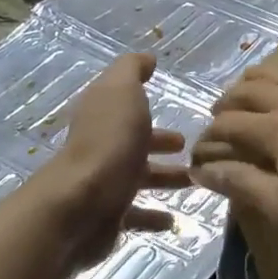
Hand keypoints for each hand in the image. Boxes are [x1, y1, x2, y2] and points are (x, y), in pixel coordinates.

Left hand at [46, 53, 186, 266]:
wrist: (82, 203)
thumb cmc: (109, 142)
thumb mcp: (122, 91)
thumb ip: (132, 70)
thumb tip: (146, 58)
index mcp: (103, 116)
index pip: (126, 106)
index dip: (148, 106)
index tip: (178, 110)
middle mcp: (101, 147)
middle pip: (134, 142)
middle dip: (161, 144)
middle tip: (191, 148)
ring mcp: (104, 183)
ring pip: (139, 178)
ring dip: (165, 178)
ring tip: (195, 181)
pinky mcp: (109, 217)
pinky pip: (135, 215)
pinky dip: (154, 216)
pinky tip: (173, 220)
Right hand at [190, 54, 277, 245]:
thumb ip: (243, 185)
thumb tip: (202, 171)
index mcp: (273, 130)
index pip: (226, 125)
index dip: (207, 139)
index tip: (200, 157)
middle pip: (245, 91)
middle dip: (224, 106)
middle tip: (218, 124)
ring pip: (274, 72)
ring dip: (250, 81)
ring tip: (243, 95)